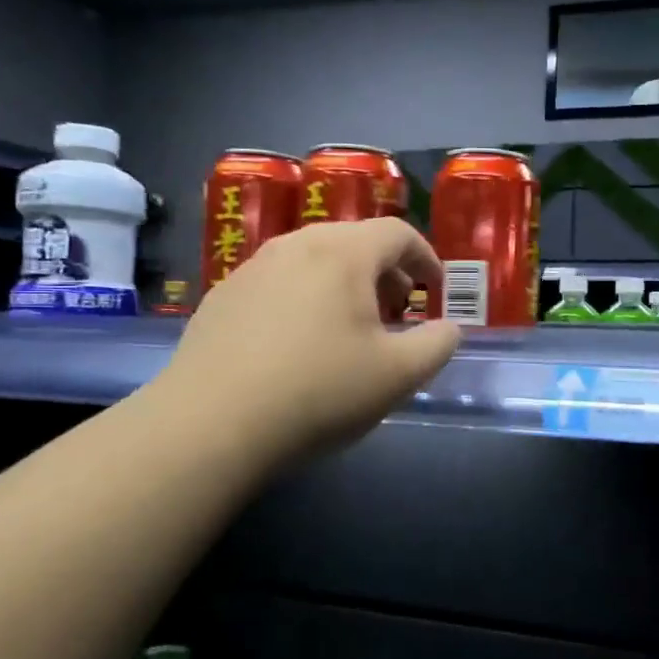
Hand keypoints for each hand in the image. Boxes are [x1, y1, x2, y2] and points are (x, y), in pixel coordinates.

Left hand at [150, 219, 459, 471]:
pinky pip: (279, 283)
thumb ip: (438, 344)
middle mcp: (296, 245)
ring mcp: (251, 268)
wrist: (210, 424)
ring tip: (350, 329)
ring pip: (314, 261)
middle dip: (386, 272)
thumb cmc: (319, 391)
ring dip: (345, 285)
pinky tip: (299, 345)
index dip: (426, 257)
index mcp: (343, 253)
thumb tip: (448, 328)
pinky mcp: (221, 297)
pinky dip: (305, 299)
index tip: (435, 289)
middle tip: (397, 312)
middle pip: (354, 241)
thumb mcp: (399, 375)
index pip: (398, 233)